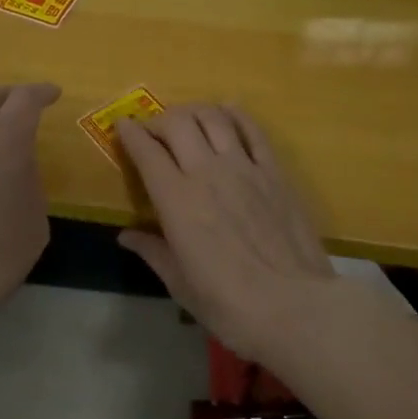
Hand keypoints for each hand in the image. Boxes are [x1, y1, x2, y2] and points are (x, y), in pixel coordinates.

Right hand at [114, 104, 335, 361]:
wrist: (296, 307)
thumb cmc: (230, 305)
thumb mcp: (181, 285)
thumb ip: (153, 252)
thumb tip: (125, 236)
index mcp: (177, 200)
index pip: (146, 152)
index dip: (130, 133)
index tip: (122, 125)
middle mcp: (207, 172)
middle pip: (178, 123)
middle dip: (159, 120)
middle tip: (154, 130)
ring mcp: (244, 167)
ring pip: (213, 118)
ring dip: (194, 111)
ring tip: (187, 119)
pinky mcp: (274, 171)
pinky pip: (253, 130)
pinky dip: (236, 115)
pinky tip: (228, 111)